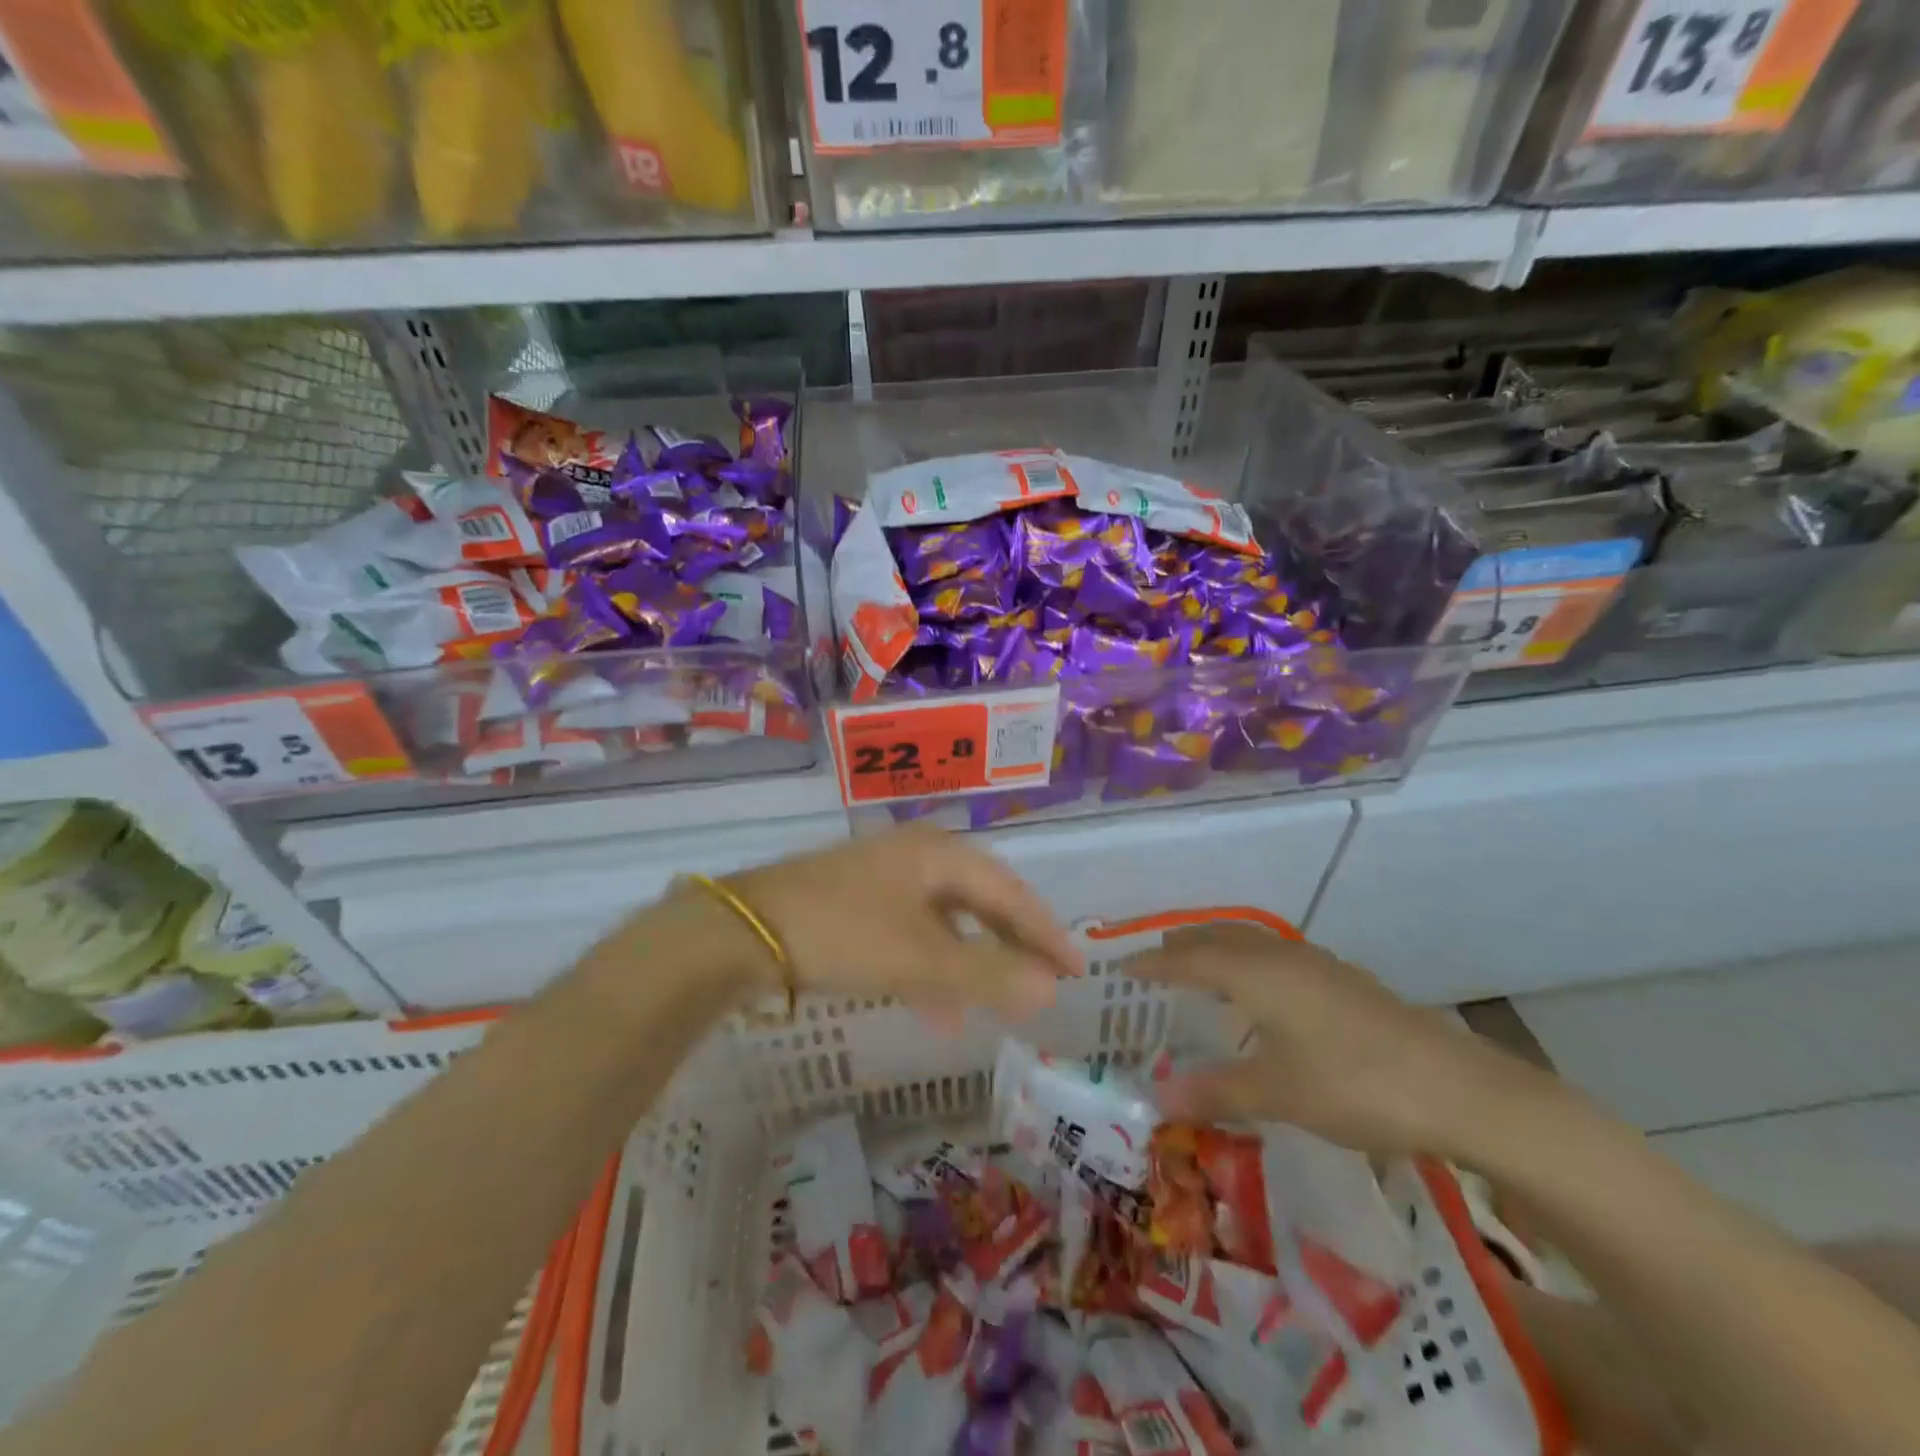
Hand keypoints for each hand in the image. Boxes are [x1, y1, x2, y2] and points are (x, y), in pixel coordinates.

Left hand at [722, 826, 1078, 1024]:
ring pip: (944, 919)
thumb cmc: (843, 933)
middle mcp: (914, 855)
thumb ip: (987, 975)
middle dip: (1010, 943)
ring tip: (989, 1007)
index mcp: (938, 853)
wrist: (741, 932)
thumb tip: (1050, 990)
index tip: (1075, 968)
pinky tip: (933, 1005)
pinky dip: (930, 966)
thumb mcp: (921, 959)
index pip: (1009, 891)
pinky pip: (911, 932)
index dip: (1044, 931)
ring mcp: (881, 877)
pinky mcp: (854, 902)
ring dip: (970, 961)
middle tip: (1041, 980)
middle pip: (979, 899)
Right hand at [1129, 924, 1552, 1158]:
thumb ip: (1214, 1092)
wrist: (1457, 1088)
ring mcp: (1315, 964)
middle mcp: (1278, 956)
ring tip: (1197, 973)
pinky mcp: (1342, 980)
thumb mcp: (1276, 1093)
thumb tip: (1156, 1098)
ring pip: (1249, 942)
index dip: (1150, 963)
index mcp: (1253, 973)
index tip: (1120, 968)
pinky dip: (1248, 962)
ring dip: (1216, 950)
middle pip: (1216, 937)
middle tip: (1152, 965)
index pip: (1186, 959)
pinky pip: (1274, 956)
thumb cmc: (1353, 1084)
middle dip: (1180, 946)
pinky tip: (1258, 995)